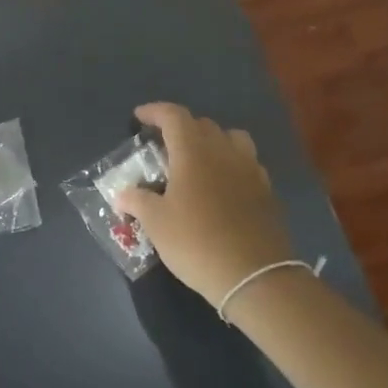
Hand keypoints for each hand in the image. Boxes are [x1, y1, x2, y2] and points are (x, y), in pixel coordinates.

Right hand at [113, 103, 294, 306]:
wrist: (254, 275)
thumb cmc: (196, 242)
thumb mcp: (156, 224)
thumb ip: (137, 201)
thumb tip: (122, 194)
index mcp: (194, 152)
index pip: (174, 116)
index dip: (155, 111)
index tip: (139, 117)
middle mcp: (224, 151)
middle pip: (202, 124)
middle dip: (181, 127)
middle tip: (163, 145)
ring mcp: (250, 169)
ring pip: (231, 138)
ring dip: (212, 140)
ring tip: (198, 159)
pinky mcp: (266, 190)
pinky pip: (247, 163)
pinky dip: (231, 163)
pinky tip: (222, 185)